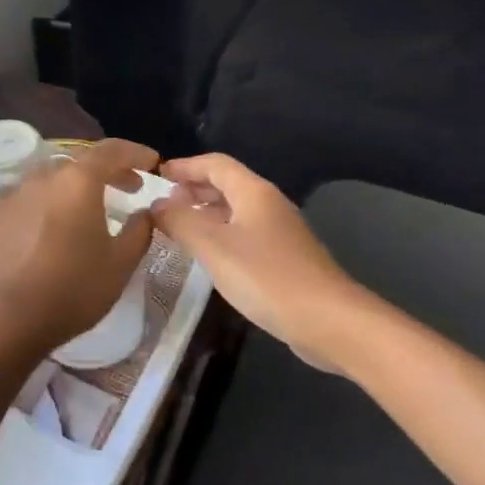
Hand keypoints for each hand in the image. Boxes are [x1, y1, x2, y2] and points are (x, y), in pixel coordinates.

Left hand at [0, 139, 158, 357]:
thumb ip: (139, 230)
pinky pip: (22, 195)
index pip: (113, 151)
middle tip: (127, 187)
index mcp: (79, 181)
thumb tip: (146, 211)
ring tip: (84, 206)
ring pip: (50, 177)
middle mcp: (44, 176)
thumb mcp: (121, 263)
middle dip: (108, 170)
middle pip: (81, 162)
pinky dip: (40, 200)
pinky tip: (44, 220)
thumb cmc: (74, 289)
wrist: (9, 318)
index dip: (136, 153)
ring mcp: (13, 192)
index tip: (152, 163)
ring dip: (72, 185)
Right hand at [150, 154, 361, 368]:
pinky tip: (209, 255)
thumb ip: (180, 222)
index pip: (215, 164)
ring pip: (236, 210)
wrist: (327, 319)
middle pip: (227, 184)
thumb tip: (157, 205)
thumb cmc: (265, 276)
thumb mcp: (213, 246)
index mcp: (254, 192)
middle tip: (164, 202)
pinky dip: (221, 234)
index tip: (158, 175)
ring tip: (179, 227)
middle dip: (194, 188)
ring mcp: (280, 232)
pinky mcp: (285, 258)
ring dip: (206, 212)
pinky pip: (245, 233)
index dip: (185, 166)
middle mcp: (269, 204)